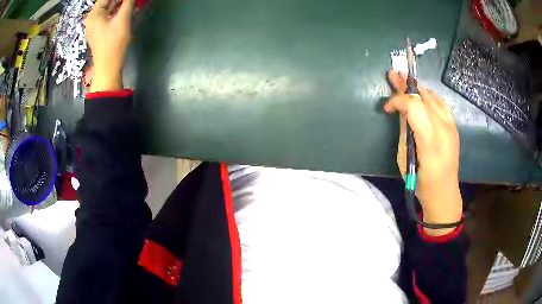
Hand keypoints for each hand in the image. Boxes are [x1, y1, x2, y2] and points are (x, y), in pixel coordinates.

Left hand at [85, 0, 133, 91]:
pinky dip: (116, 11)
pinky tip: (126, 9)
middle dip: (120, 1)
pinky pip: (107, 15)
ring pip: (108, 8)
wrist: (108, 67)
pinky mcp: (98, 31)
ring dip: (120, 4)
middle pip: (107, 2)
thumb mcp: (123, 19)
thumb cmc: (114, 43)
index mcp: (94, 14)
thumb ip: (128, 2)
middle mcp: (92, 18)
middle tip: (131, 1)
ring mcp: (94, 25)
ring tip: (130, 3)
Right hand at [384, 70, 462, 235]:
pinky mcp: (454, 127)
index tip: (387, 108)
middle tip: (393, 75)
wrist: (444, 193)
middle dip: (407, 86)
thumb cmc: (421, 182)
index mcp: (430, 140)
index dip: (398, 100)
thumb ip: (405, 130)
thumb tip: (400, 110)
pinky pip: (441, 104)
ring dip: (417, 89)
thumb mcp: (405, 158)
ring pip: (433, 97)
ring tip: (405, 82)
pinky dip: (429, 97)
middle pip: (423, 97)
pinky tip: (422, 96)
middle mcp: (444, 128)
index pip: (414, 106)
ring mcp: (451, 126)